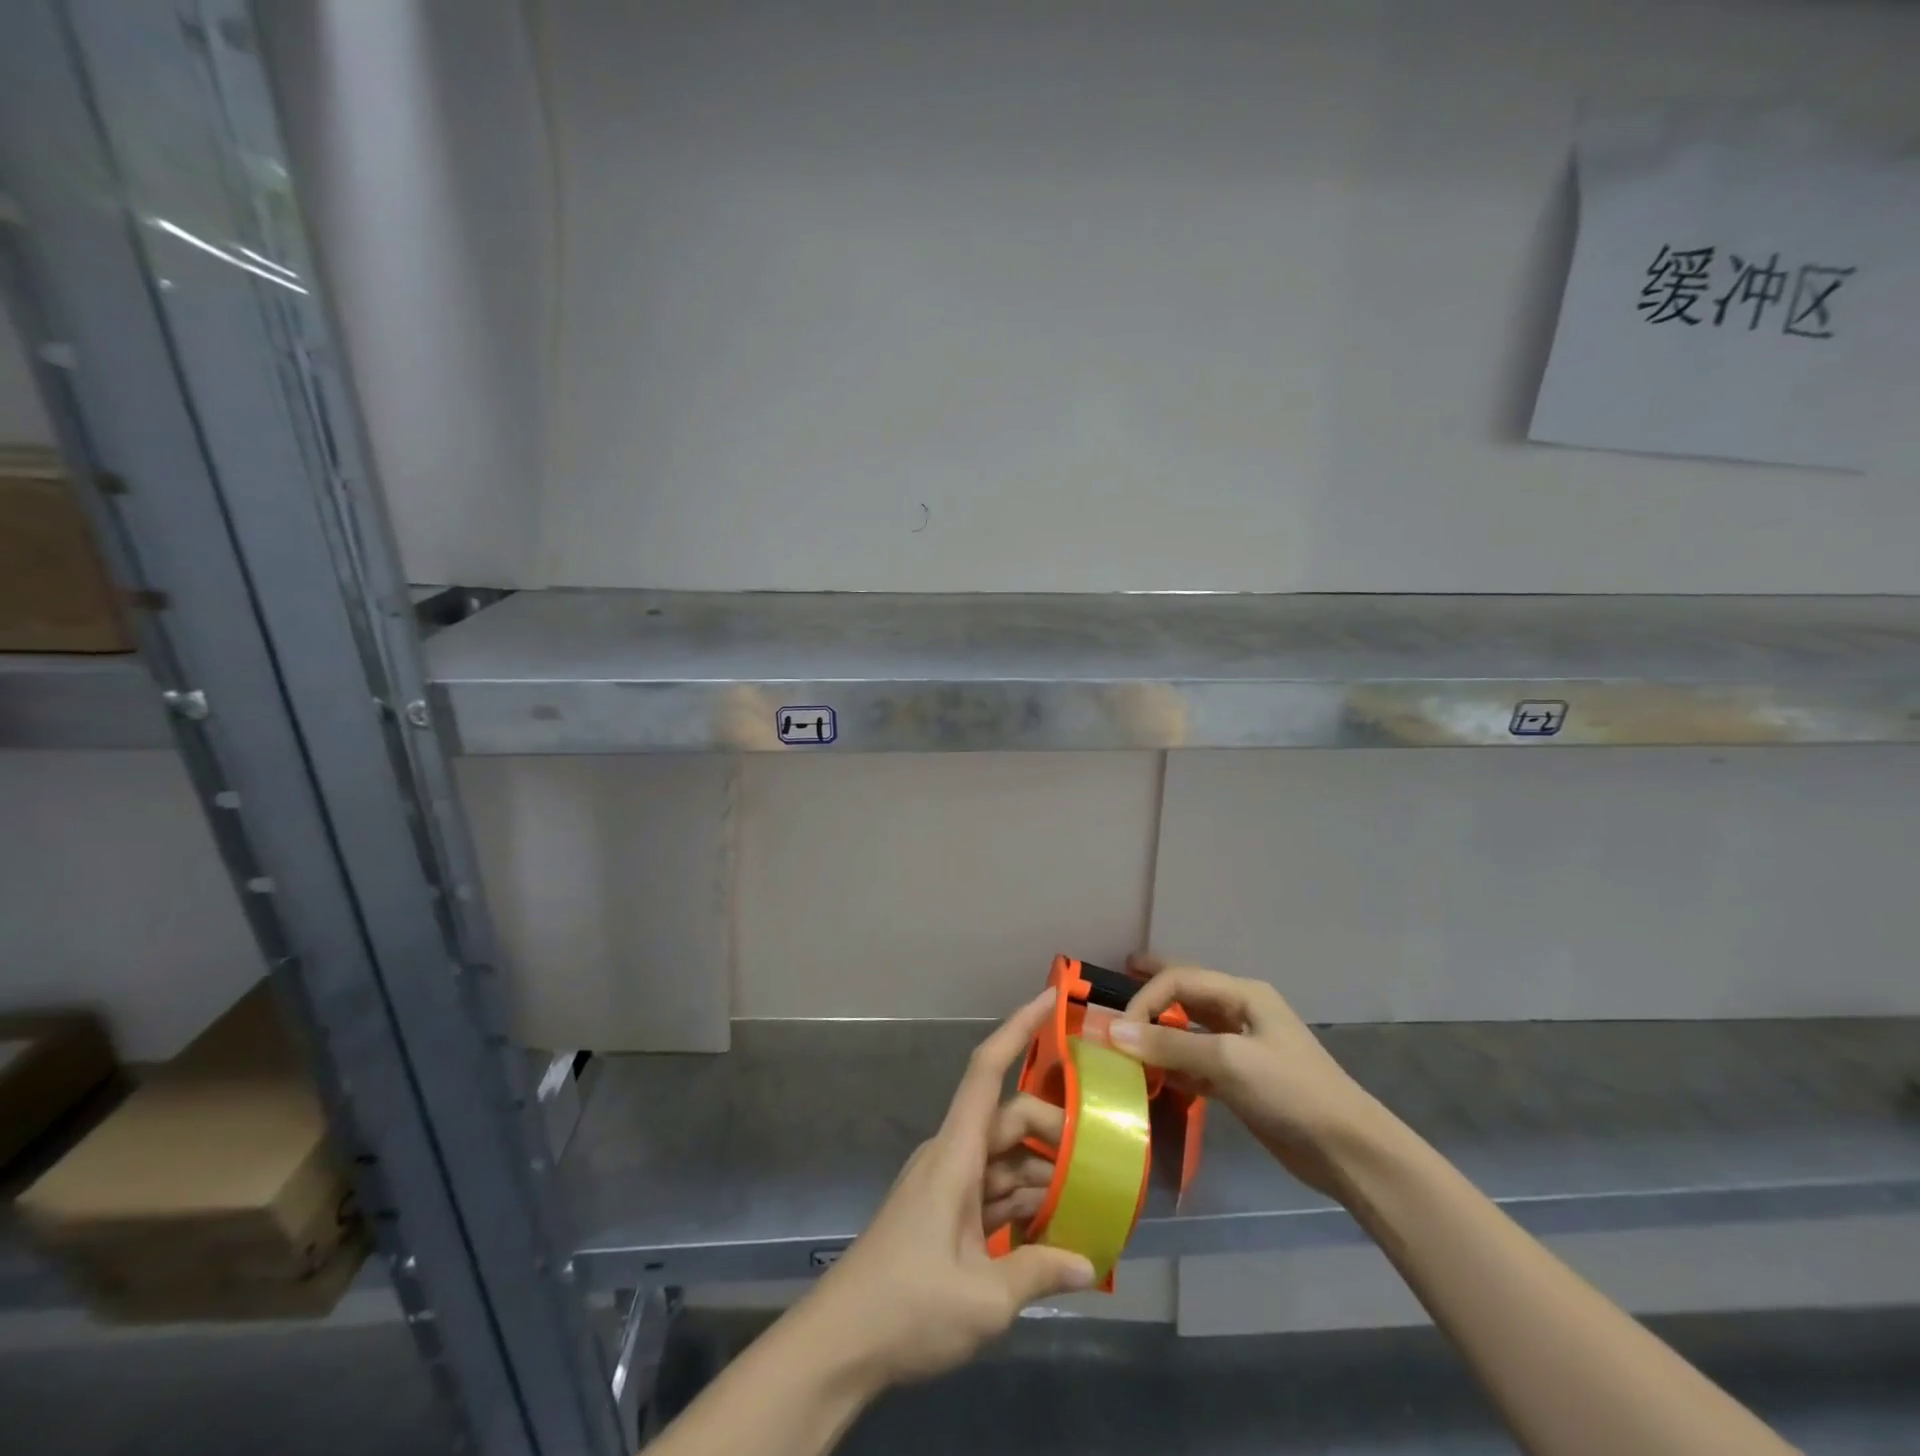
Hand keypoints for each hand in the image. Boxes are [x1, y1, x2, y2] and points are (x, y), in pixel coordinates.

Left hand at [793, 991, 1095, 1391]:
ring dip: (1044, 1172)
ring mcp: (947, 1185)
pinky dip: (1024, 1202)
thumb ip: (1039, 1271)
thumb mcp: (983, 1300)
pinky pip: (993, 1191)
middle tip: (1104, 1153)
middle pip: (1009, 1120)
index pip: (988, 1070)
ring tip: (1093, 1195)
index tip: (1050, 998)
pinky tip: (1057, 1229)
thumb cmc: (908, 1307)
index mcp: (956, 1153)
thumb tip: (1090, 1263)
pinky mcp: (946, 1215)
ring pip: (1005, 1159)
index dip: (1018, 1028)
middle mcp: (952, 1155)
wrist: (841, 1343)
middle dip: (1054, 1129)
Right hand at [1109, 957, 1382, 1196]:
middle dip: (1152, 985)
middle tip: (1118, 976)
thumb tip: (1114, 1031)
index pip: (1180, 979)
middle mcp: (1240, 1012)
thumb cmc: (1290, 1091)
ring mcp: (1242, 1047)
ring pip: (1189, 1028)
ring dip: (1158, 1031)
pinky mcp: (1241, 1081)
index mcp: (1243, 994)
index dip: (1145, 997)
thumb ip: (1170, 1044)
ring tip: (1126, 1033)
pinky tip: (1152, 1074)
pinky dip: (1173, 1064)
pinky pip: (1196, 1062)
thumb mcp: (1228, 1061)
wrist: (1348, 1151)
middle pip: (1186, 992)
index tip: (1118, 1030)